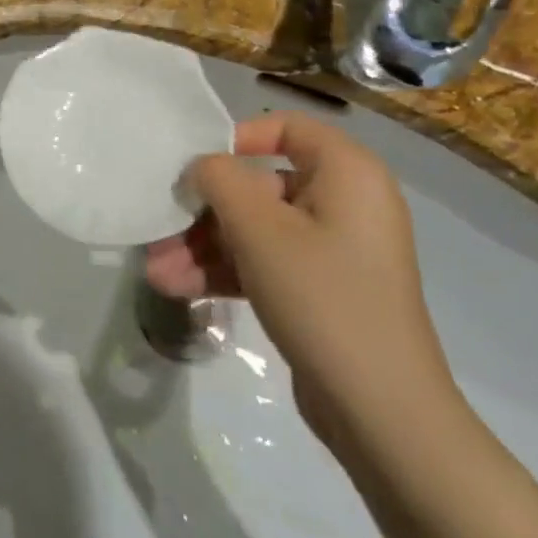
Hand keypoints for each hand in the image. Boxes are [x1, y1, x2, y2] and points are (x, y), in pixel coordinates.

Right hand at [146, 111, 453, 438]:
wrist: (380, 409)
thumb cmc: (322, 296)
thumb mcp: (260, 230)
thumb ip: (219, 181)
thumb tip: (201, 167)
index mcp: (347, 173)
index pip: (288, 128)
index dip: (237, 138)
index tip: (197, 166)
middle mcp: (344, 203)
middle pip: (261, 186)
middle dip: (204, 213)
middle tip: (159, 230)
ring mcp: (333, 250)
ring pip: (256, 230)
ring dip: (204, 247)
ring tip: (157, 273)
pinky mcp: (320, 290)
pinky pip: (266, 264)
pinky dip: (225, 272)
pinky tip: (178, 288)